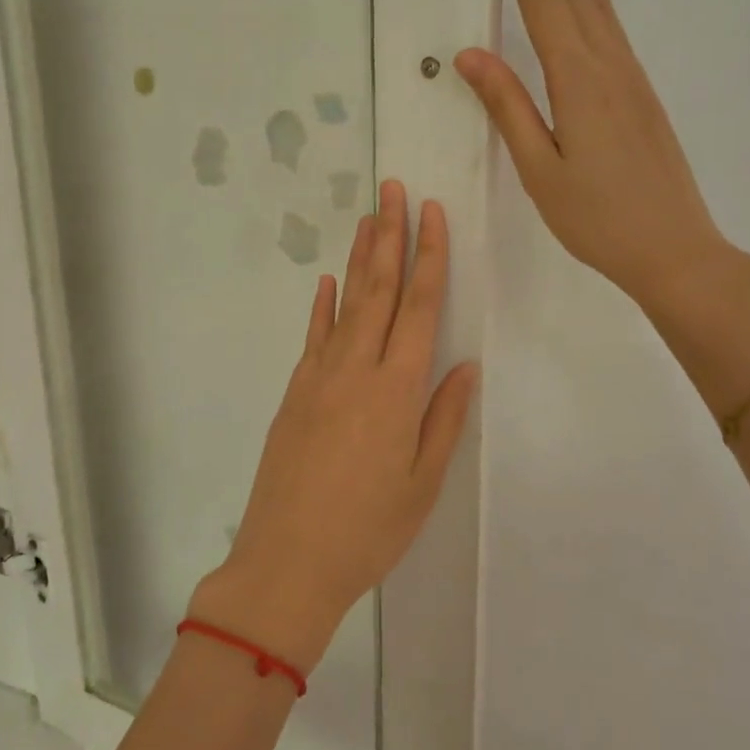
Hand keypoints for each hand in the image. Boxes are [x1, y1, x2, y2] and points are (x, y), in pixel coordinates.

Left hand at [190, 182, 478, 672]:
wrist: (287, 561)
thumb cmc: (367, 530)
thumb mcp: (421, 482)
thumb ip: (443, 418)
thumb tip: (463, 365)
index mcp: (397, 389)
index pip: (419, 307)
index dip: (429, 256)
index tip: (432, 214)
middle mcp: (357, 368)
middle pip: (379, 289)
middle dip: (390, 235)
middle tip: (393, 188)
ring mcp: (319, 376)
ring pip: (345, 303)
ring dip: (359, 258)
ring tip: (369, 218)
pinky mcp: (295, 391)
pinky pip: (313, 335)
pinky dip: (322, 305)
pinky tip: (327, 281)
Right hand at [455, 0, 741, 318]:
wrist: (675, 248)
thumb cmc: (597, 218)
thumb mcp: (540, 170)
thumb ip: (508, 108)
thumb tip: (471, 55)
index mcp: (578, 82)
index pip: (544, 4)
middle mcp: (609, 66)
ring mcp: (630, 78)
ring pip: (597, 5)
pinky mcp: (641, 93)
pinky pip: (612, 28)